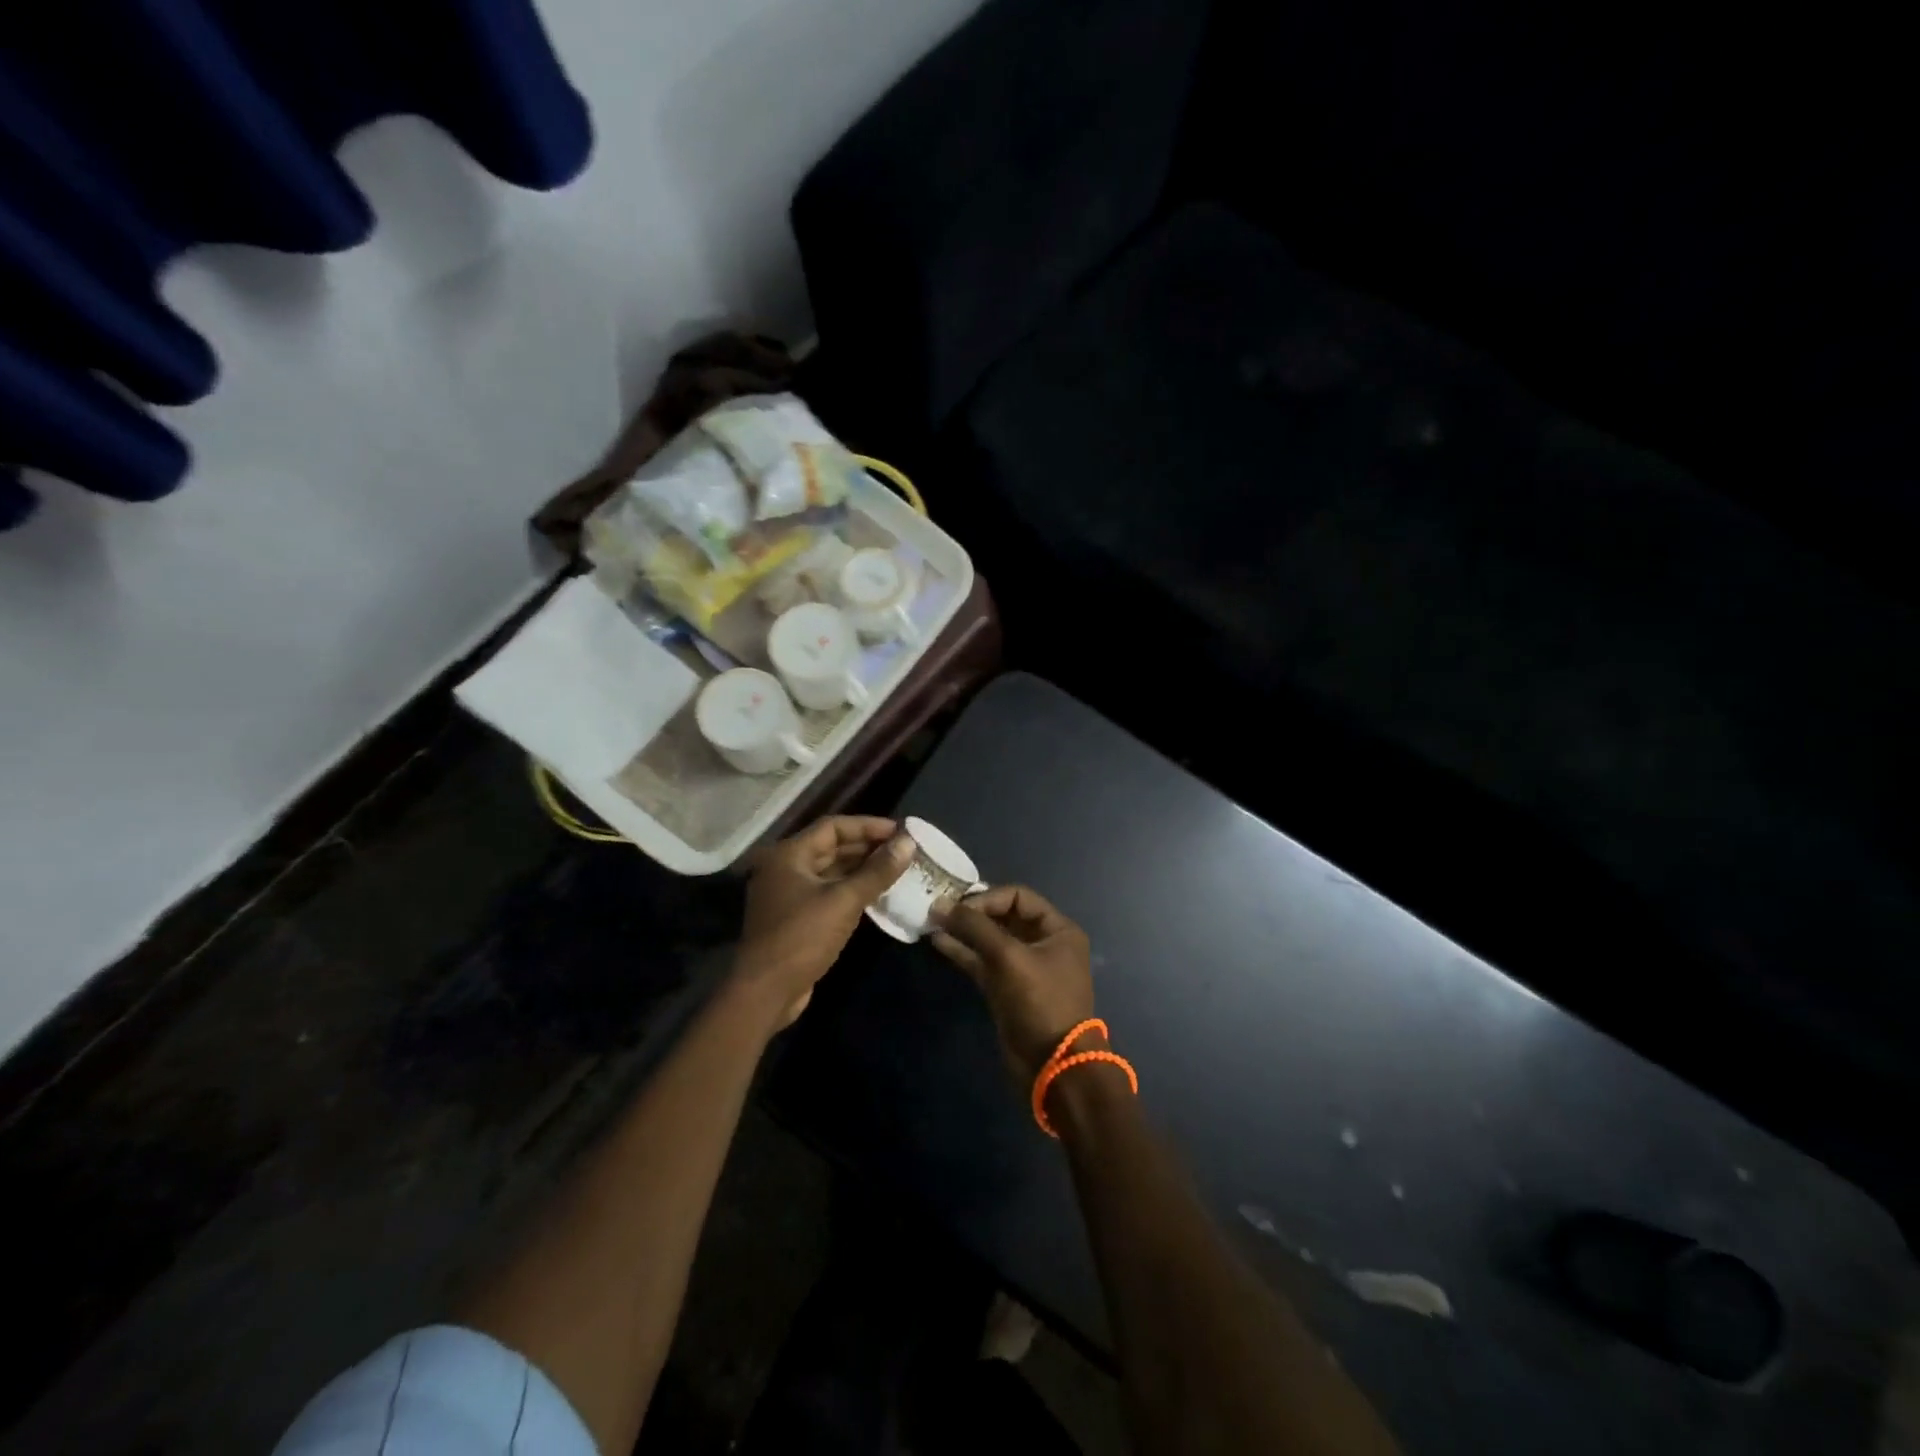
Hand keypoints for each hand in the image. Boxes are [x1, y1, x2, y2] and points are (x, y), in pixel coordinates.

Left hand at [735, 816, 913, 1023]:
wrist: (766, 993)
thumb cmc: (802, 937)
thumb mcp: (844, 901)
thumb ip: (877, 871)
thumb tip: (908, 844)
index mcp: (789, 855)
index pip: (833, 827)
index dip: (868, 826)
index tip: (900, 831)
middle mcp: (785, 868)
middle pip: (831, 847)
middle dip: (867, 847)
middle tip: (903, 850)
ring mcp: (788, 894)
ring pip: (831, 872)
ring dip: (862, 869)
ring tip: (897, 869)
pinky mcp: (795, 918)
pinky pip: (828, 893)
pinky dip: (851, 890)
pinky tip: (878, 894)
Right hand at [931, 885, 1096, 1080]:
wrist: (1052, 1066)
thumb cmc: (1040, 1002)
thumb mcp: (1009, 958)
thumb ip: (976, 928)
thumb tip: (941, 904)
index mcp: (1058, 930)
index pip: (1018, 897)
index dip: (987, 898)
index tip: (958, 906)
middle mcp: (1043, 943)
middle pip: (1003, 916)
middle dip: (972, 912)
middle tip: (939, 908)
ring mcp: (1024, 968)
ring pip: (990, 941)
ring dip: (963, 932)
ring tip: (931, 921)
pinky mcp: (1006, 989)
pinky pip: (983, 962)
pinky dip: (963, 952)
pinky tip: (938, 942)